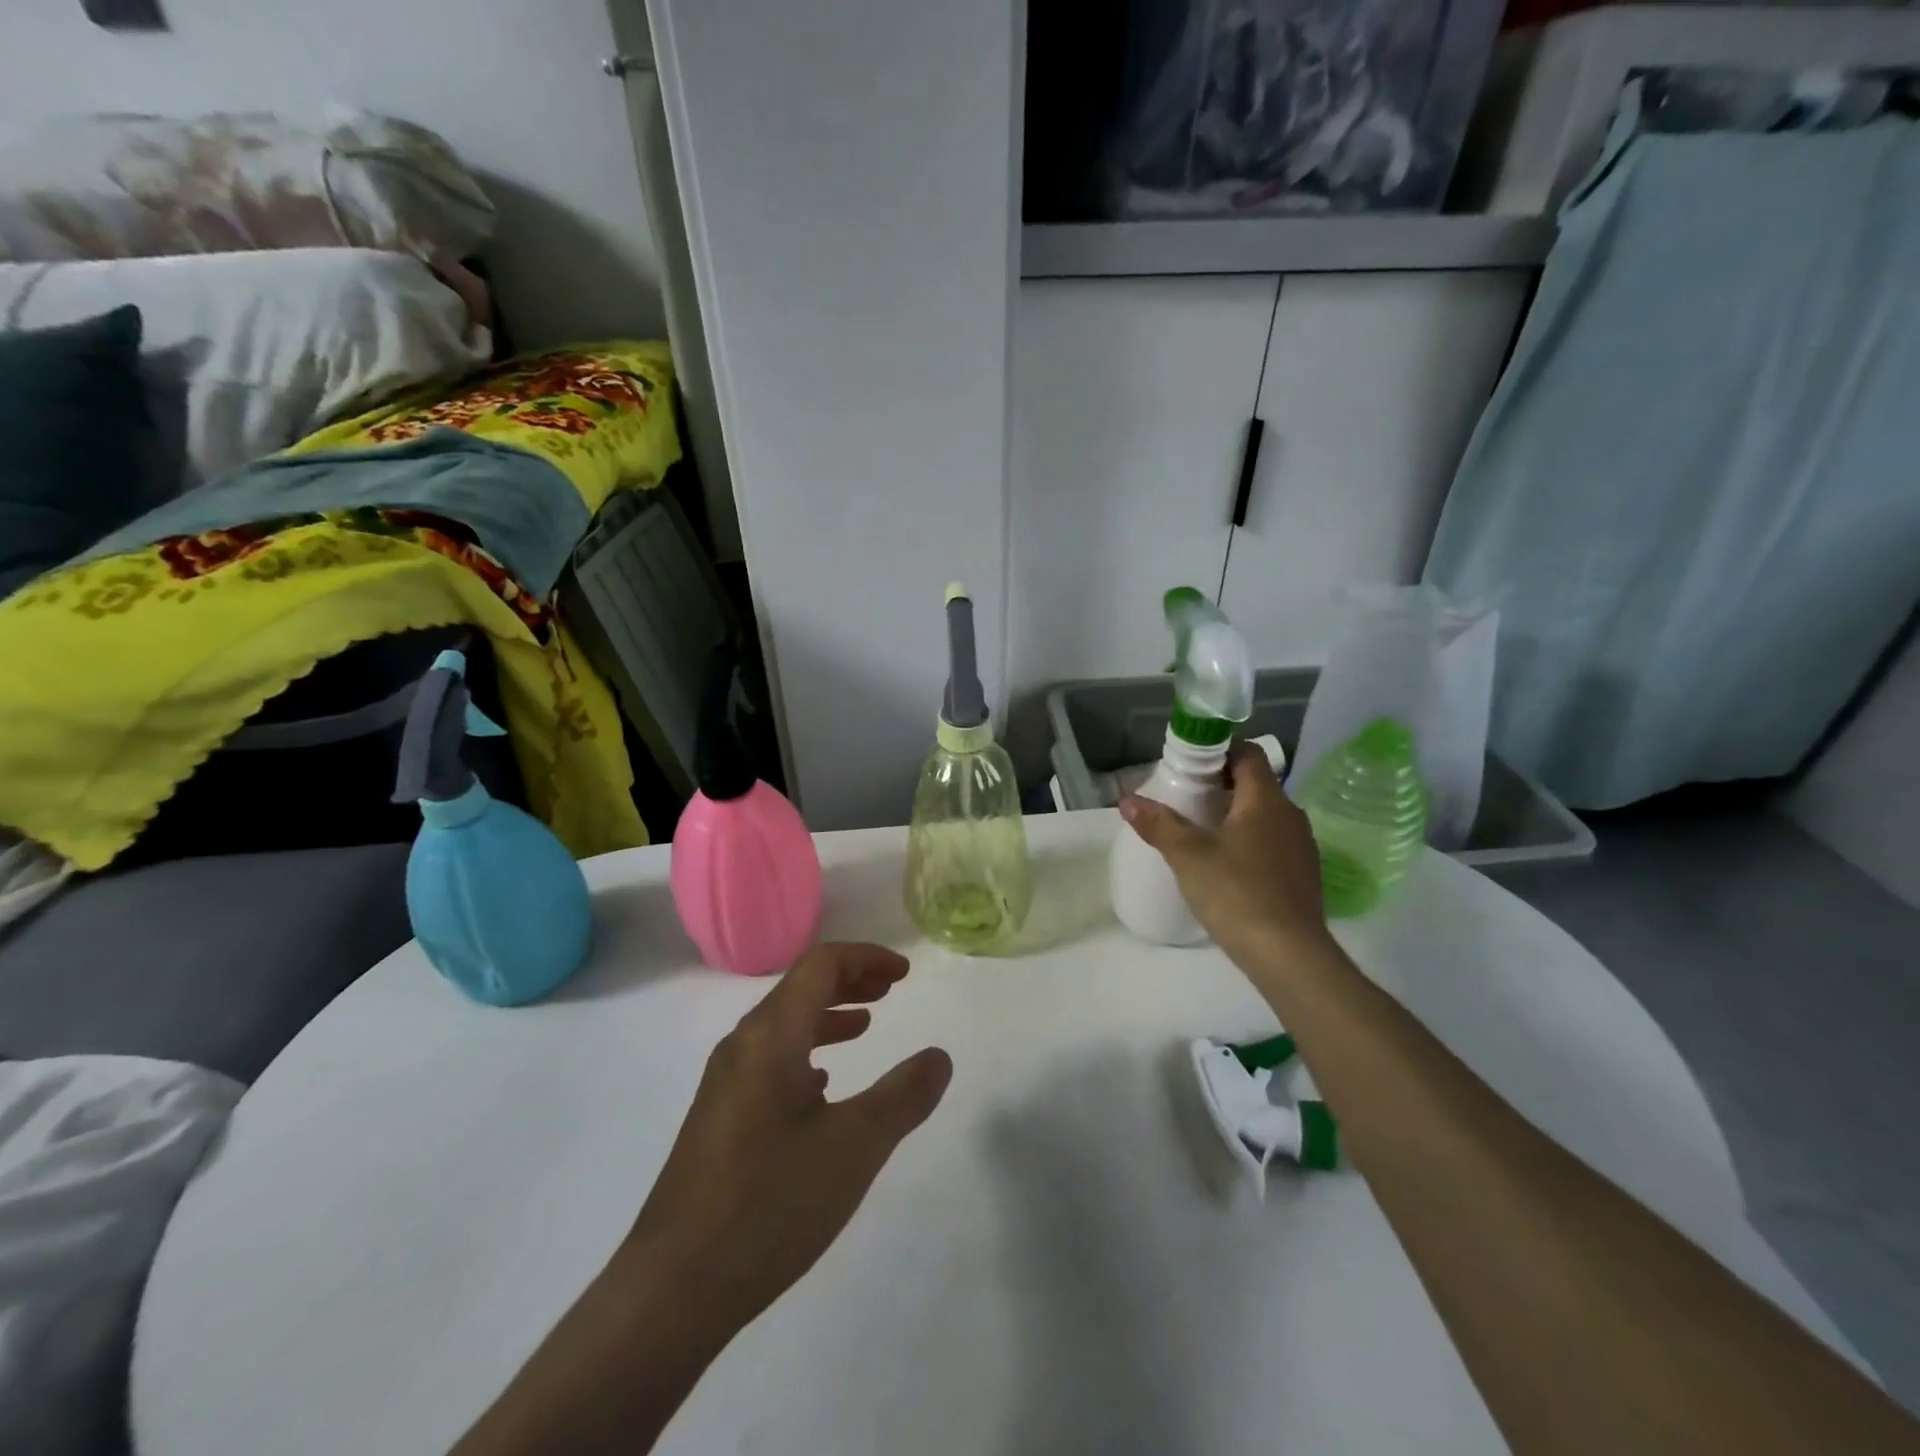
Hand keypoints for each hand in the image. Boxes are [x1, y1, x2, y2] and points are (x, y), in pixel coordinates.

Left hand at [624, 942, 951, 1338]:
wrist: (671, 1289)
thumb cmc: (769, 1204)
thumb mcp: (854, 1148)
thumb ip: (903, 1096)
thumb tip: (939, 1057)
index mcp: (771, 1036)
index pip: (820, 965)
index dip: (866, 958)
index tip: (904, 974)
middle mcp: (743, 1046)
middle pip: (799, 988)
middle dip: (849, 981)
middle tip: (890, 990)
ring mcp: (724, 1083)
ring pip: (783, 1026)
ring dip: (827, 1016)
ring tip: (864, 1027)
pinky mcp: (717, 1118)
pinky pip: (768, 1060)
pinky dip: (805, 1052)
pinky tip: (822, 1087)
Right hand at [1119, 740, 1333, 972]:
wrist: (1288, 955)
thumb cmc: (1236, 893)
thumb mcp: (1188, 856)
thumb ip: (1158, 824)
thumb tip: (1127, 799)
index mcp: (1265, 800)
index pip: (1249, 754)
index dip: (1221, 750)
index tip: (1191, 763)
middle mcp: (1290, 815)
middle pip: (1256, 783)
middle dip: (1222, 783)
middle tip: (1186, 795)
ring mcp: (1301, 846)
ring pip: (1266, 814)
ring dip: (1236, 813)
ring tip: (1201, 829)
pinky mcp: (1303, 874)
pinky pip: (1273, 841)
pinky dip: (1250, 839)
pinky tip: (1227, 864)